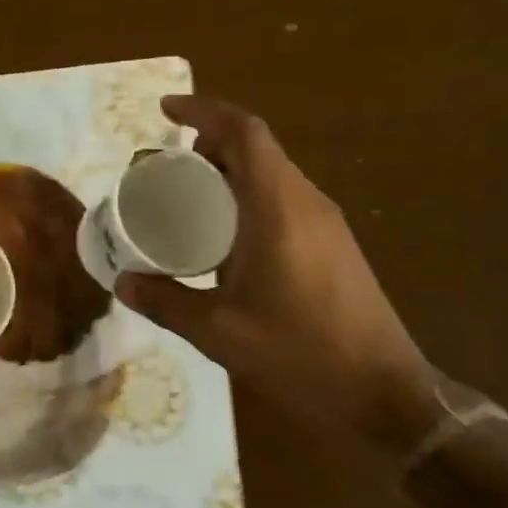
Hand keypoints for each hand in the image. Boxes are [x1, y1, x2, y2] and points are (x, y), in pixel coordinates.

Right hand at [116, 96, 440, 452]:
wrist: (385, 395)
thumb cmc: (300, 354)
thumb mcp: (218, 331)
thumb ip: (166, 302)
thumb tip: (123, 281)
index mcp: (278, 208)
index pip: (244, 133)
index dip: (204, 112)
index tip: (164, 112)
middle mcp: (306, 202)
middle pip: (256, 148)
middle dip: (207, 145)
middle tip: (163, 168)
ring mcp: (326, 223)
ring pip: (271, 174)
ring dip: (228, 172)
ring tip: (184, 199)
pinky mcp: (334, 245)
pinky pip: (283, 200)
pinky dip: (247, 198)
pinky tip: (222, 238)